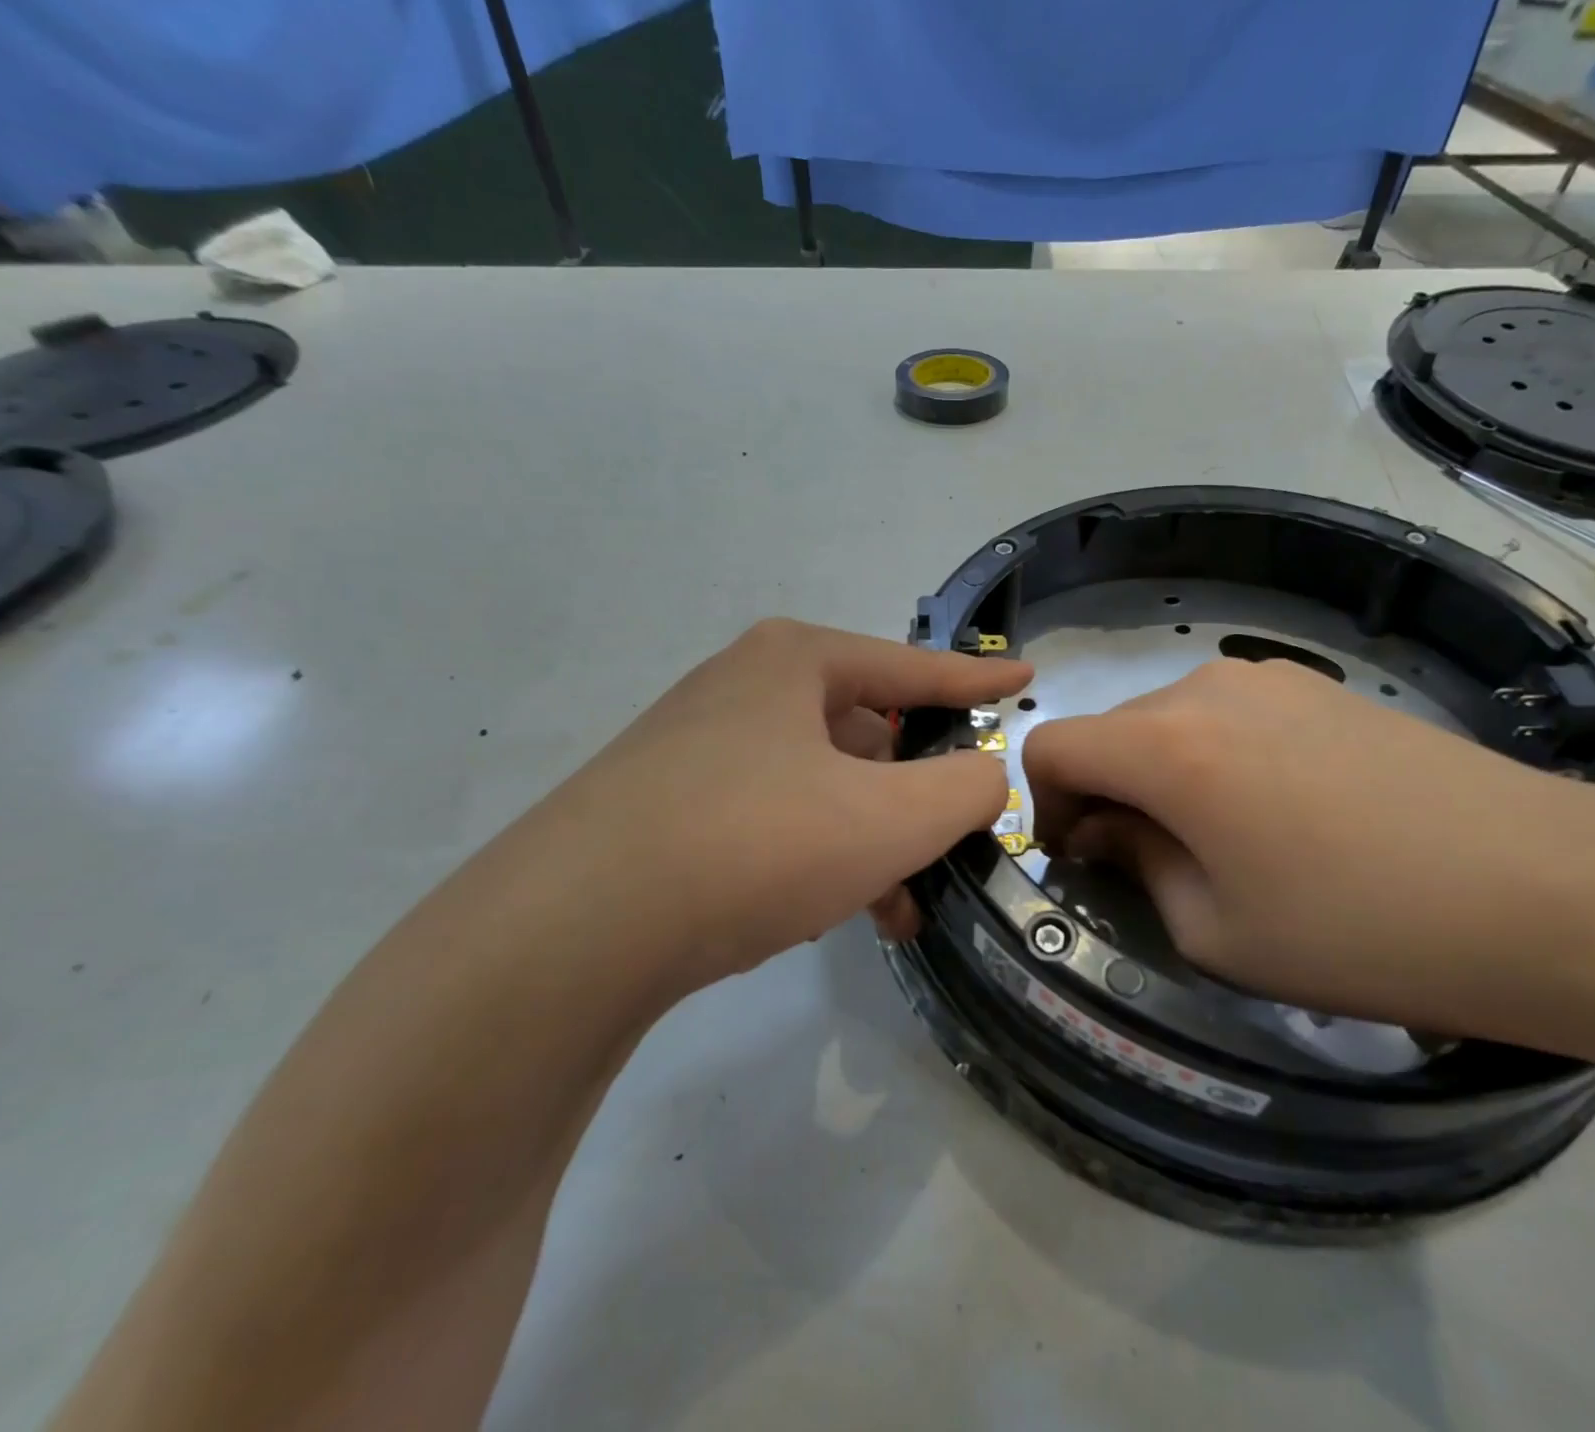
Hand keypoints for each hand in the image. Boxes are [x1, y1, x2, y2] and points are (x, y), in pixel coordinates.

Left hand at [487, 620, 1030, 995]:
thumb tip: (984, 777)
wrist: (571, 930)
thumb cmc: (753, 844)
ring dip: (866, 839)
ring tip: (896, 906)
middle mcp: (742, 691)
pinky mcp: (666, 807)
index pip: (913, 668)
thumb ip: (965, 790)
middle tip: (950, 841)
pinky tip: (824, 911)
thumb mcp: (889, 818)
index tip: (1024, 678)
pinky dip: (812, 856)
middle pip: (864, 733)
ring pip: (819, 785)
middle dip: (913, 792)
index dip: (976, 680)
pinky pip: (771, 819)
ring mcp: (697, 748)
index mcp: (794, 664)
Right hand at [1022, 659, 1573, 1030]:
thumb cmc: (1361, 929)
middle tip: (1151, 865)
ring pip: (1167, 720)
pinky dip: (1214, 757)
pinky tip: (1281, 813)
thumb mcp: (1215, 930)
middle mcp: (1204, 689)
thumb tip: (1108, 830)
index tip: (1083, 858)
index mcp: (1166, 745)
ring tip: (1223, 841)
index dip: (1043, 804)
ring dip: (1161, 775)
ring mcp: (1268, 678)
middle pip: (1110, 731)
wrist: (1551, 891)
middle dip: (1106, 793)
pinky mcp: (1319, 686)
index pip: (1052, 745)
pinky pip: (1227, 715)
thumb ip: (1136, 865)